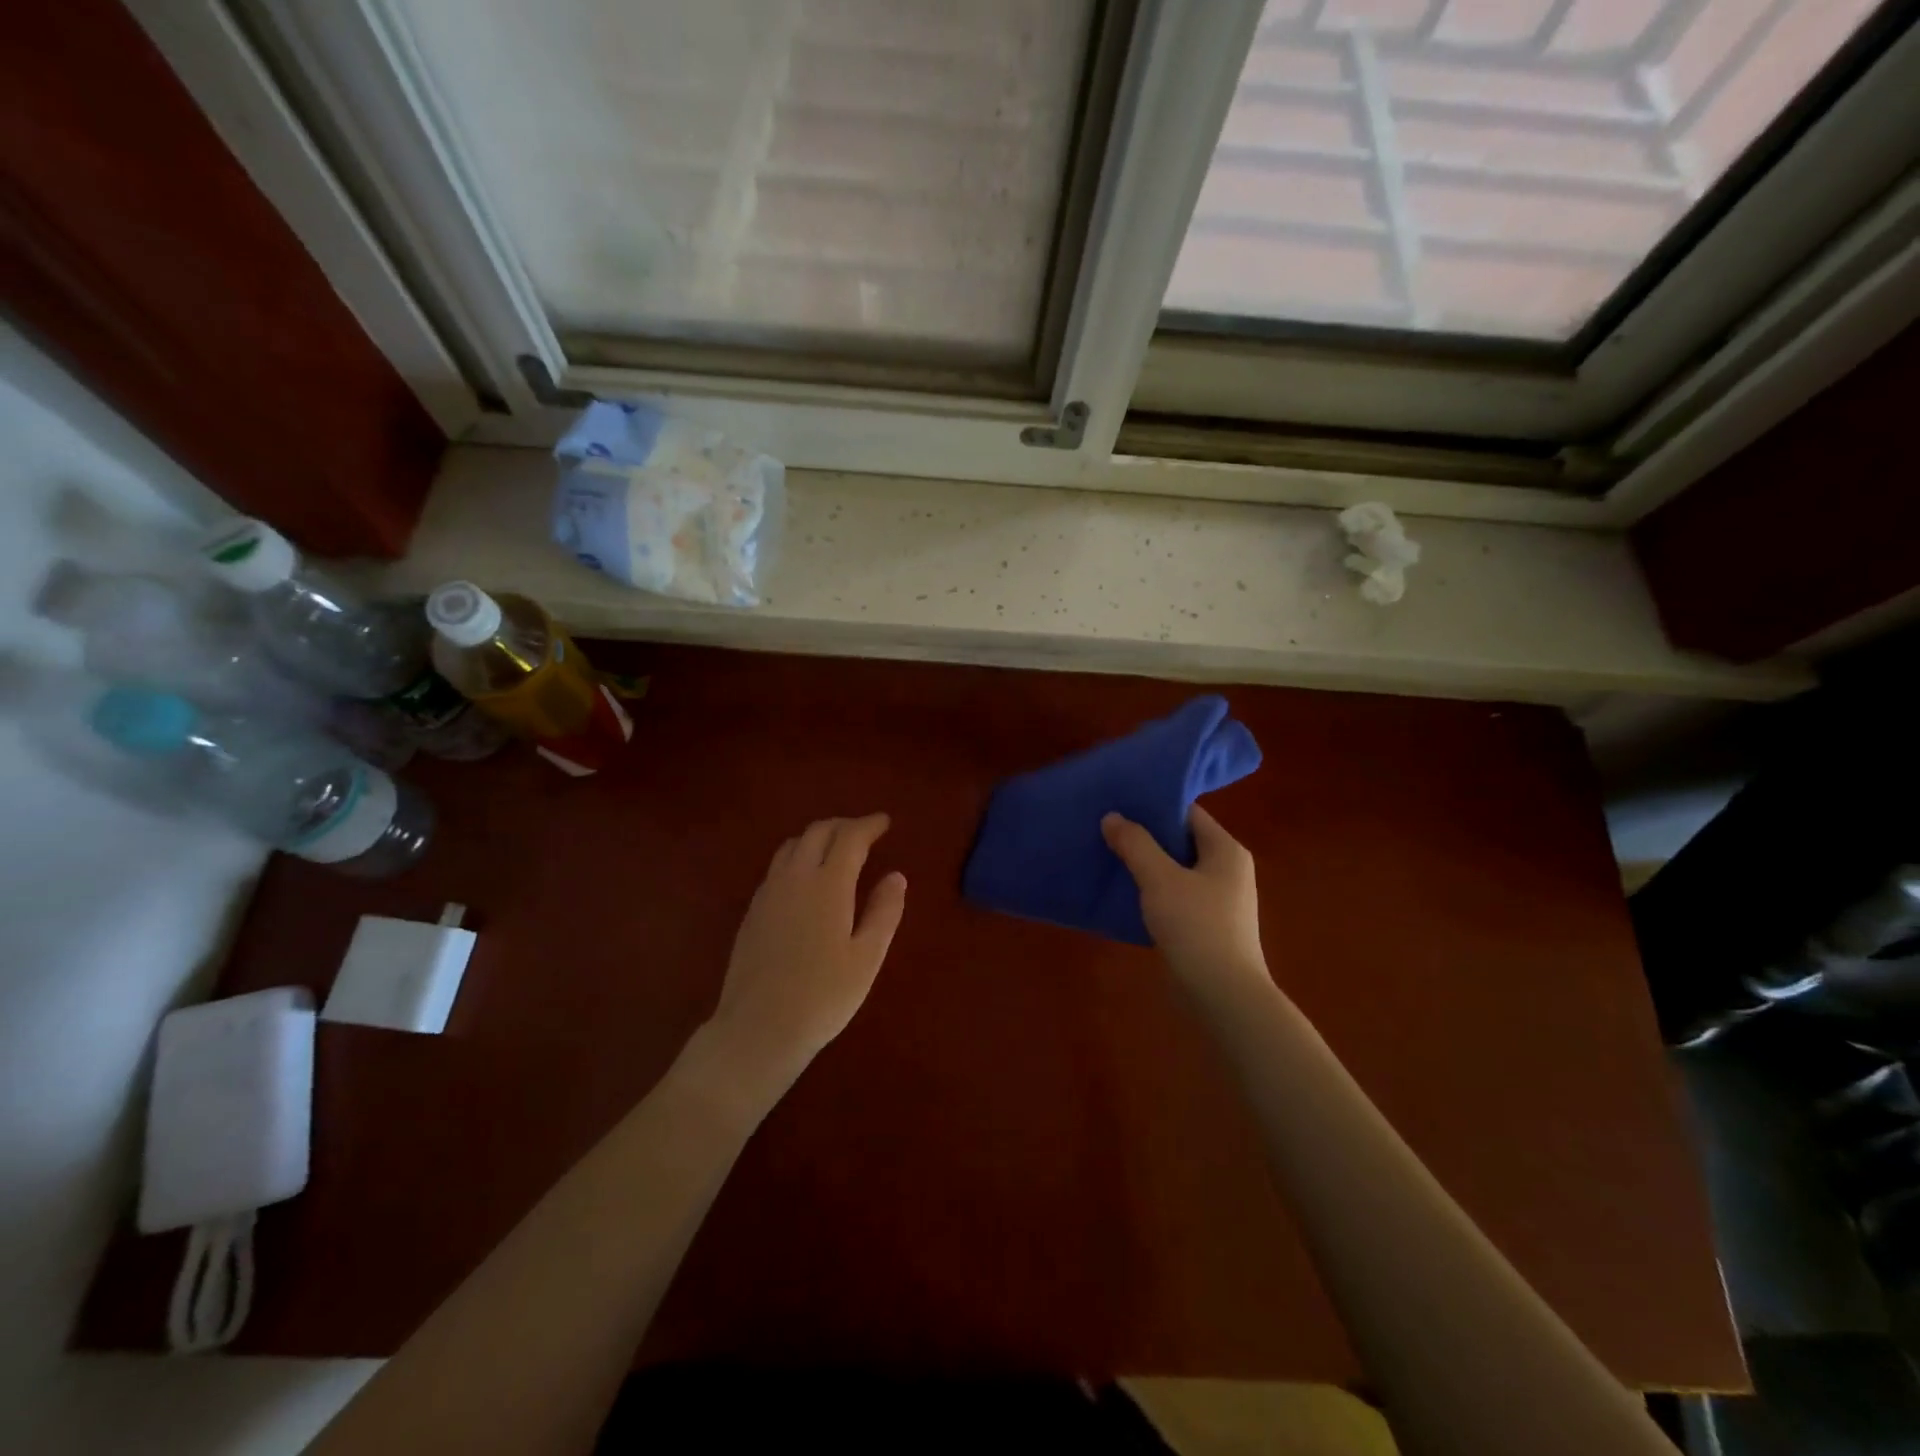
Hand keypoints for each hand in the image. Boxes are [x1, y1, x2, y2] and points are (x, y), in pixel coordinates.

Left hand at [705, 814, 906, 1093]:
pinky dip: (798, 856)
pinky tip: (807, 879)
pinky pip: (777, 866)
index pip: (849, 837)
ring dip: (817, 837)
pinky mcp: (753, 910)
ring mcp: (769, 892)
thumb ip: (884, 912)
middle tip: (864, 832)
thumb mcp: (867, 958)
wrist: (759, 1028)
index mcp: (828, 885)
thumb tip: (896, 876)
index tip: (885, 822)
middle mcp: (795, 878)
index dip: (869, 825)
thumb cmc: (823, 996)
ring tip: (836, 849)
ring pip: (792, 845)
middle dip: (843, 825)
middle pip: (817, 832)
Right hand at [1102, 804, 1268, 995]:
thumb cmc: (1196, 927)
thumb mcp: (1160, 879)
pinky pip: (1176, 895)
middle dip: (1145, 836)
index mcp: (1225, 850)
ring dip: (1146, 865)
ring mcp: (1219, 899)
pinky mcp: (1207, 925)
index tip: (1119, 803)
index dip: (1154, 806)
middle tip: (1107, 828)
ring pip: (1176, 870)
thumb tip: (1112, 816)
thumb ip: (1135, 844)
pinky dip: (1153, 891)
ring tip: (1109, 856)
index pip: (1188, 813)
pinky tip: (1125, 893)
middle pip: (1181, 840)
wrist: (1223, 996)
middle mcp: (1227, 869)